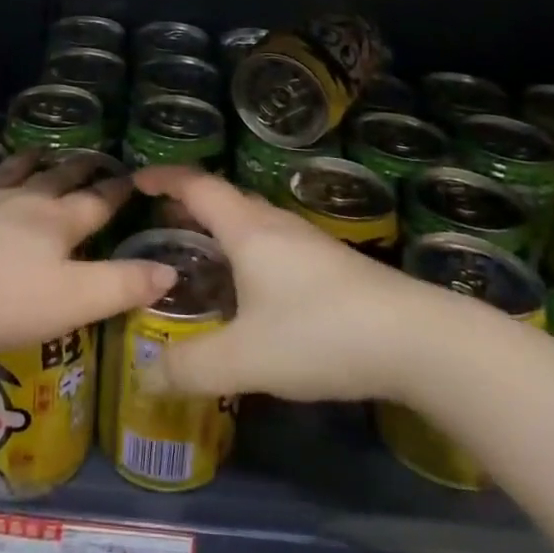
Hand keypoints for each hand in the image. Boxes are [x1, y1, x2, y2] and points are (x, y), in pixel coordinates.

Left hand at [0, 151, 174, 353]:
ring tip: (38, 150)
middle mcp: (22, 201)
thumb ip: (124, 285)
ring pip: (10, 172)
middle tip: (91, 157)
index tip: (134, 176)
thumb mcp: (75, 301)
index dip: (118, 190)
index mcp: (58, 223)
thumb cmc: (3, 299)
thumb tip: (171, 270)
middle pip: (56, 179)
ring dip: (27, 161)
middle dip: (77, 169)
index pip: (98, 201)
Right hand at [133, 166, 418, 402]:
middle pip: (225, 199)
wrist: (417, 340)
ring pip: (252, 221)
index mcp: (248, 229)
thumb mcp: (246, 358)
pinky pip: (273, 243)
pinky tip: (251, 286)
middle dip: (189, 204)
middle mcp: (276, 225)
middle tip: (159, 221)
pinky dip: (246, 248)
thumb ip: (191, 367)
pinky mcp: (331, 265)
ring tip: (198, 251)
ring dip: (220, 226)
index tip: (135, 180)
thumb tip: (145, 373)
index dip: (164, 179)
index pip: (197, 186)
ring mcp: (308, 242)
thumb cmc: (321, 333)